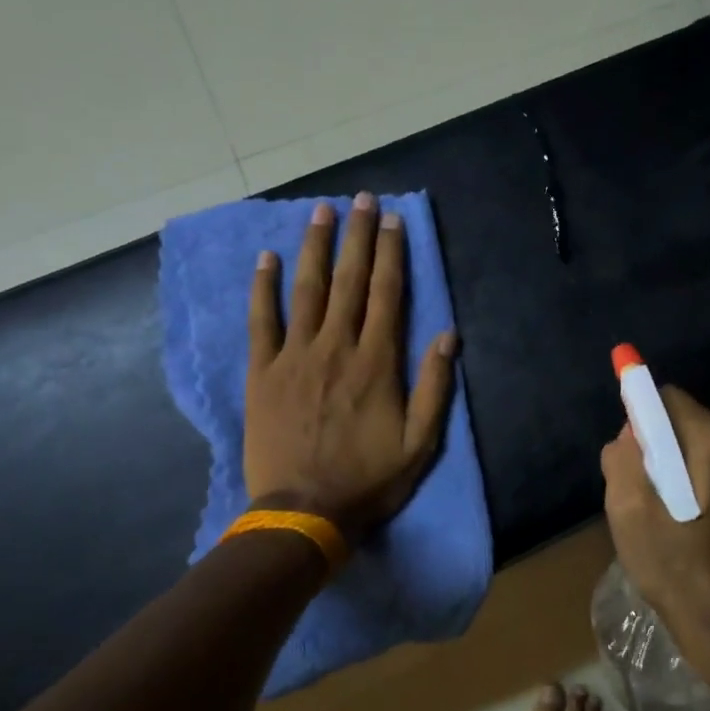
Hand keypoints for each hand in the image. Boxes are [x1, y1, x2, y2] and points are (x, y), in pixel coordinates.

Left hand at [244, 194, 456, 549]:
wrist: (303, 511)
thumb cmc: (368, 478)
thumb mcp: (420, 442)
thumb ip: (434, 386)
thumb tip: (447, 334)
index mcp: (377, 362)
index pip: (386, 293)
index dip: (391, 253)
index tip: (392, 220)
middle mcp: (337, 347)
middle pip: (349, 280)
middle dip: (357, 236)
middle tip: (361, 199)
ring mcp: (295, 356)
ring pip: (307, 290)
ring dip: (315, 247)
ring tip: (321, 212)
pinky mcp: (263, 372)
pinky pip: (262, 321)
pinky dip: (264, 288)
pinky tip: (267, 259)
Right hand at [600, 387, 709, 658]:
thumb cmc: (673, 568)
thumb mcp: (627, 512)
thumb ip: (624, 456)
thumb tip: (632, 431)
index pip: (669, 399)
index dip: (643, 420)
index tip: (635, 457)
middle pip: (691, 419)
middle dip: (665, 444)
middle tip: (652, 492)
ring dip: (687, 462)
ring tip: (676, 510)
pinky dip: (709, 478)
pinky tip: (701, 518)